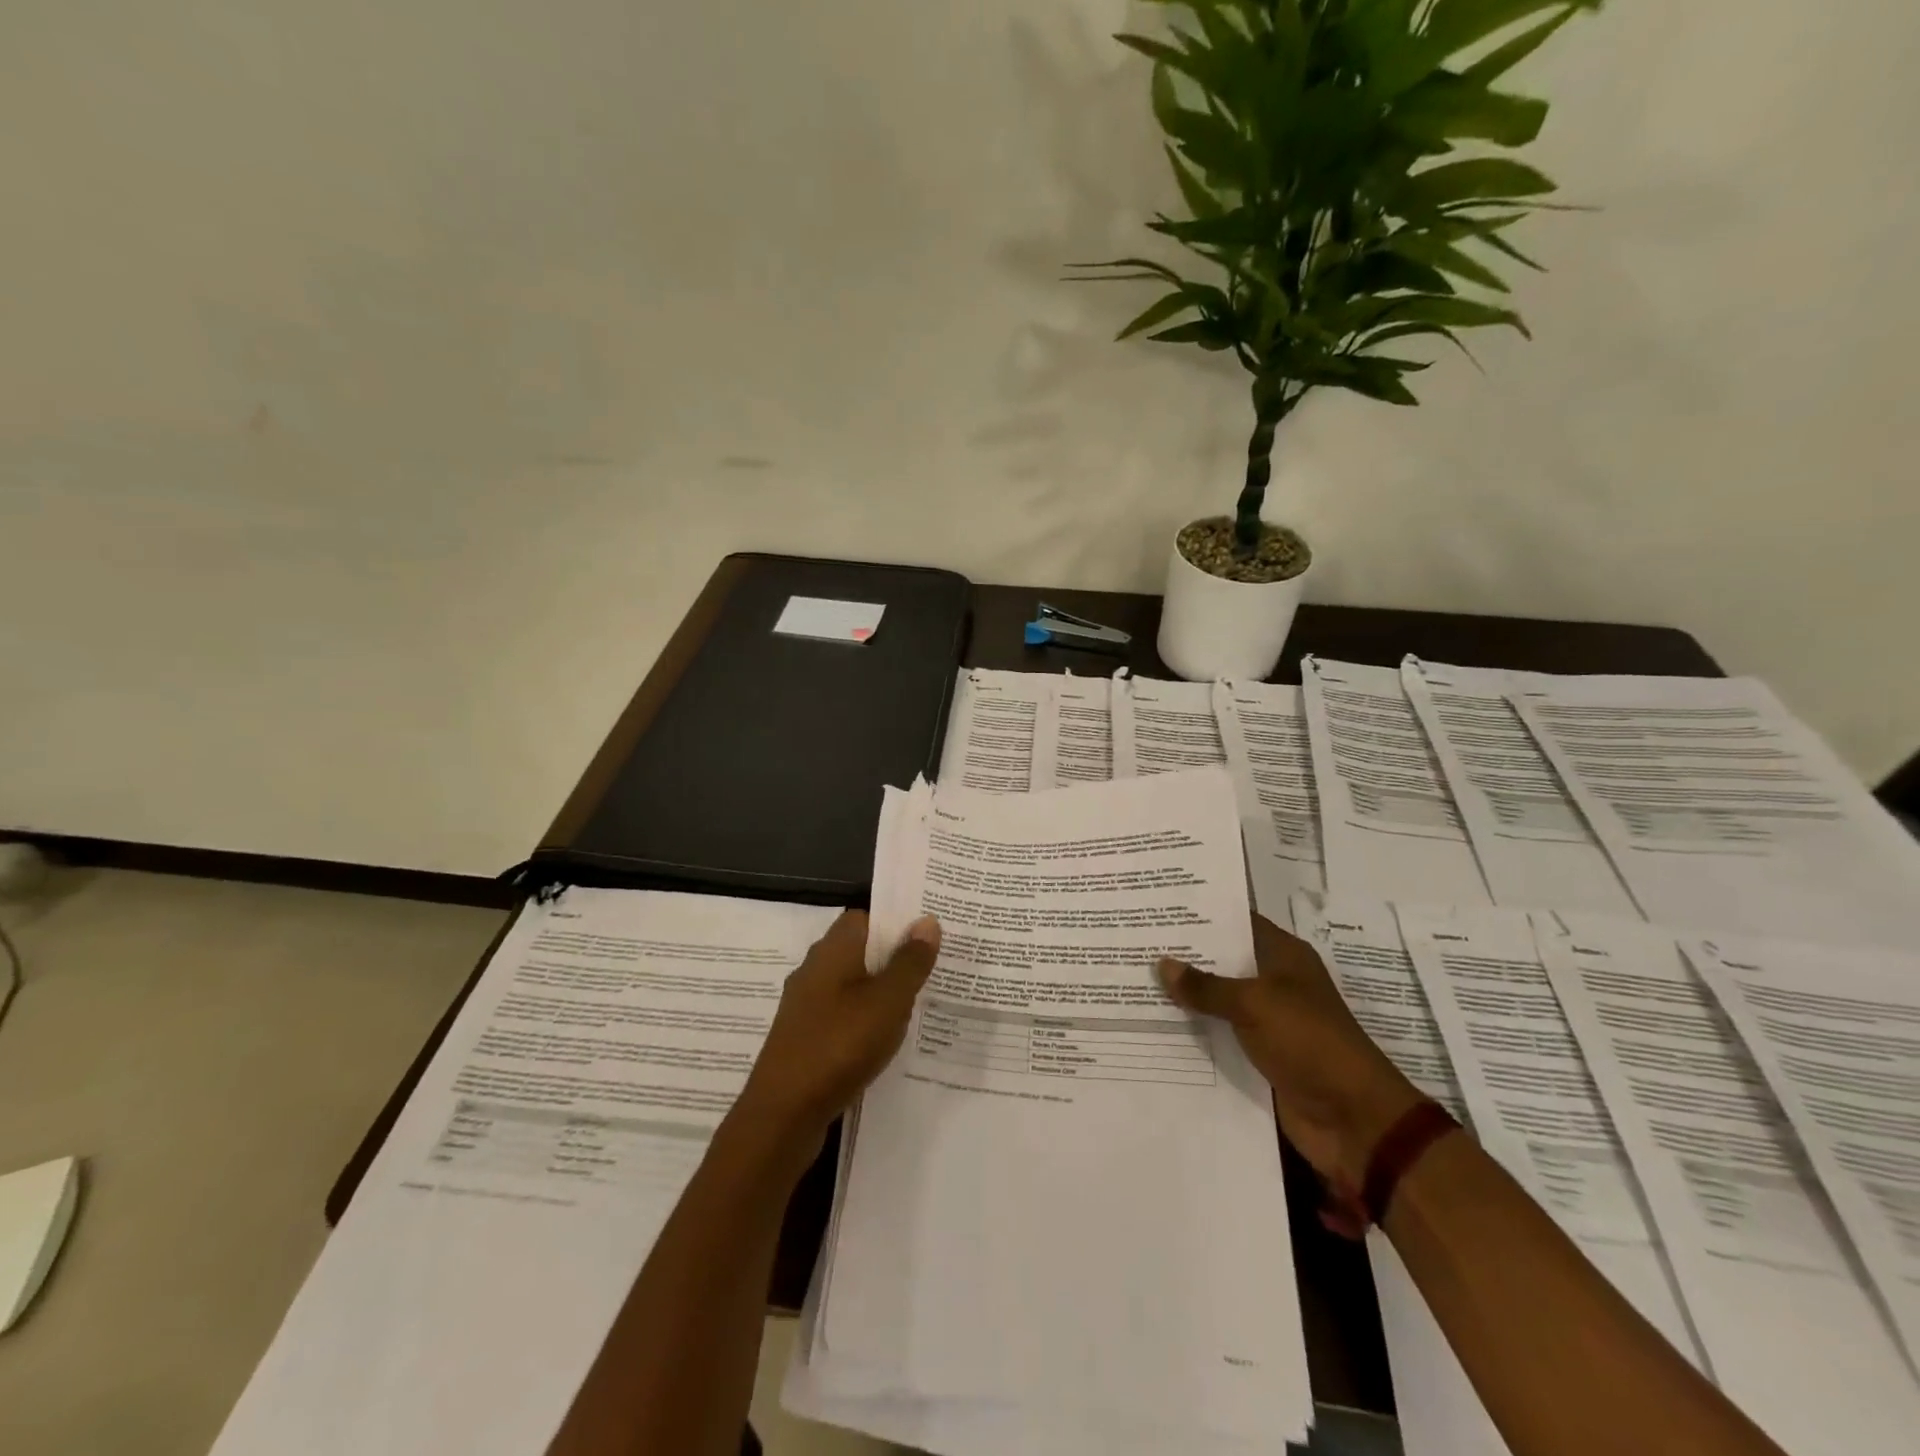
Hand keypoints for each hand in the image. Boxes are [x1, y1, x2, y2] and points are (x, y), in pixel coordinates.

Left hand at [736, 909, 939, 1155]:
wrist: (782, 1115)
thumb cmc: (839, 1046)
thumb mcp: (888, 1002)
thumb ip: (910, 962)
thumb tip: (927, 920)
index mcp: (832, 951)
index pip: (864, 918)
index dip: (895, 923)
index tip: (927, 936)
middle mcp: (814, 970)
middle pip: (859, 951)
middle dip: (893, 959)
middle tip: (933, 970)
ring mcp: (806, 1006)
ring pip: (852, 986)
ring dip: (880, 993)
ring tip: (918, 1006)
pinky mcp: (804, 1038)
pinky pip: (842, 1016)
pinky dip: (864, 1021)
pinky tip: (886, 1041)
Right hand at [1158, 915, 1422, 1193]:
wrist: (1353, 1120)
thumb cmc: (1309, 1042)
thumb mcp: (1255, 1004)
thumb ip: (1206, 986)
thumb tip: (1162, 963)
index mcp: (1284, 957)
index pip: (1238, 921)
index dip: (1202, 913)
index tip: (1160, 904)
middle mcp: (1275, 983)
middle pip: (1224, 960)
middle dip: (1185, 954)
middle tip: (1134, 939)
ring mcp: (1268, 1021)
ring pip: (1218, 999)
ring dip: (1185, 995)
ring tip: (1134, 977)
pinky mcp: (1259, 1055)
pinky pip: (1219, 1035)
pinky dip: (1194, 1030)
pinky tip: (1154, 1023)